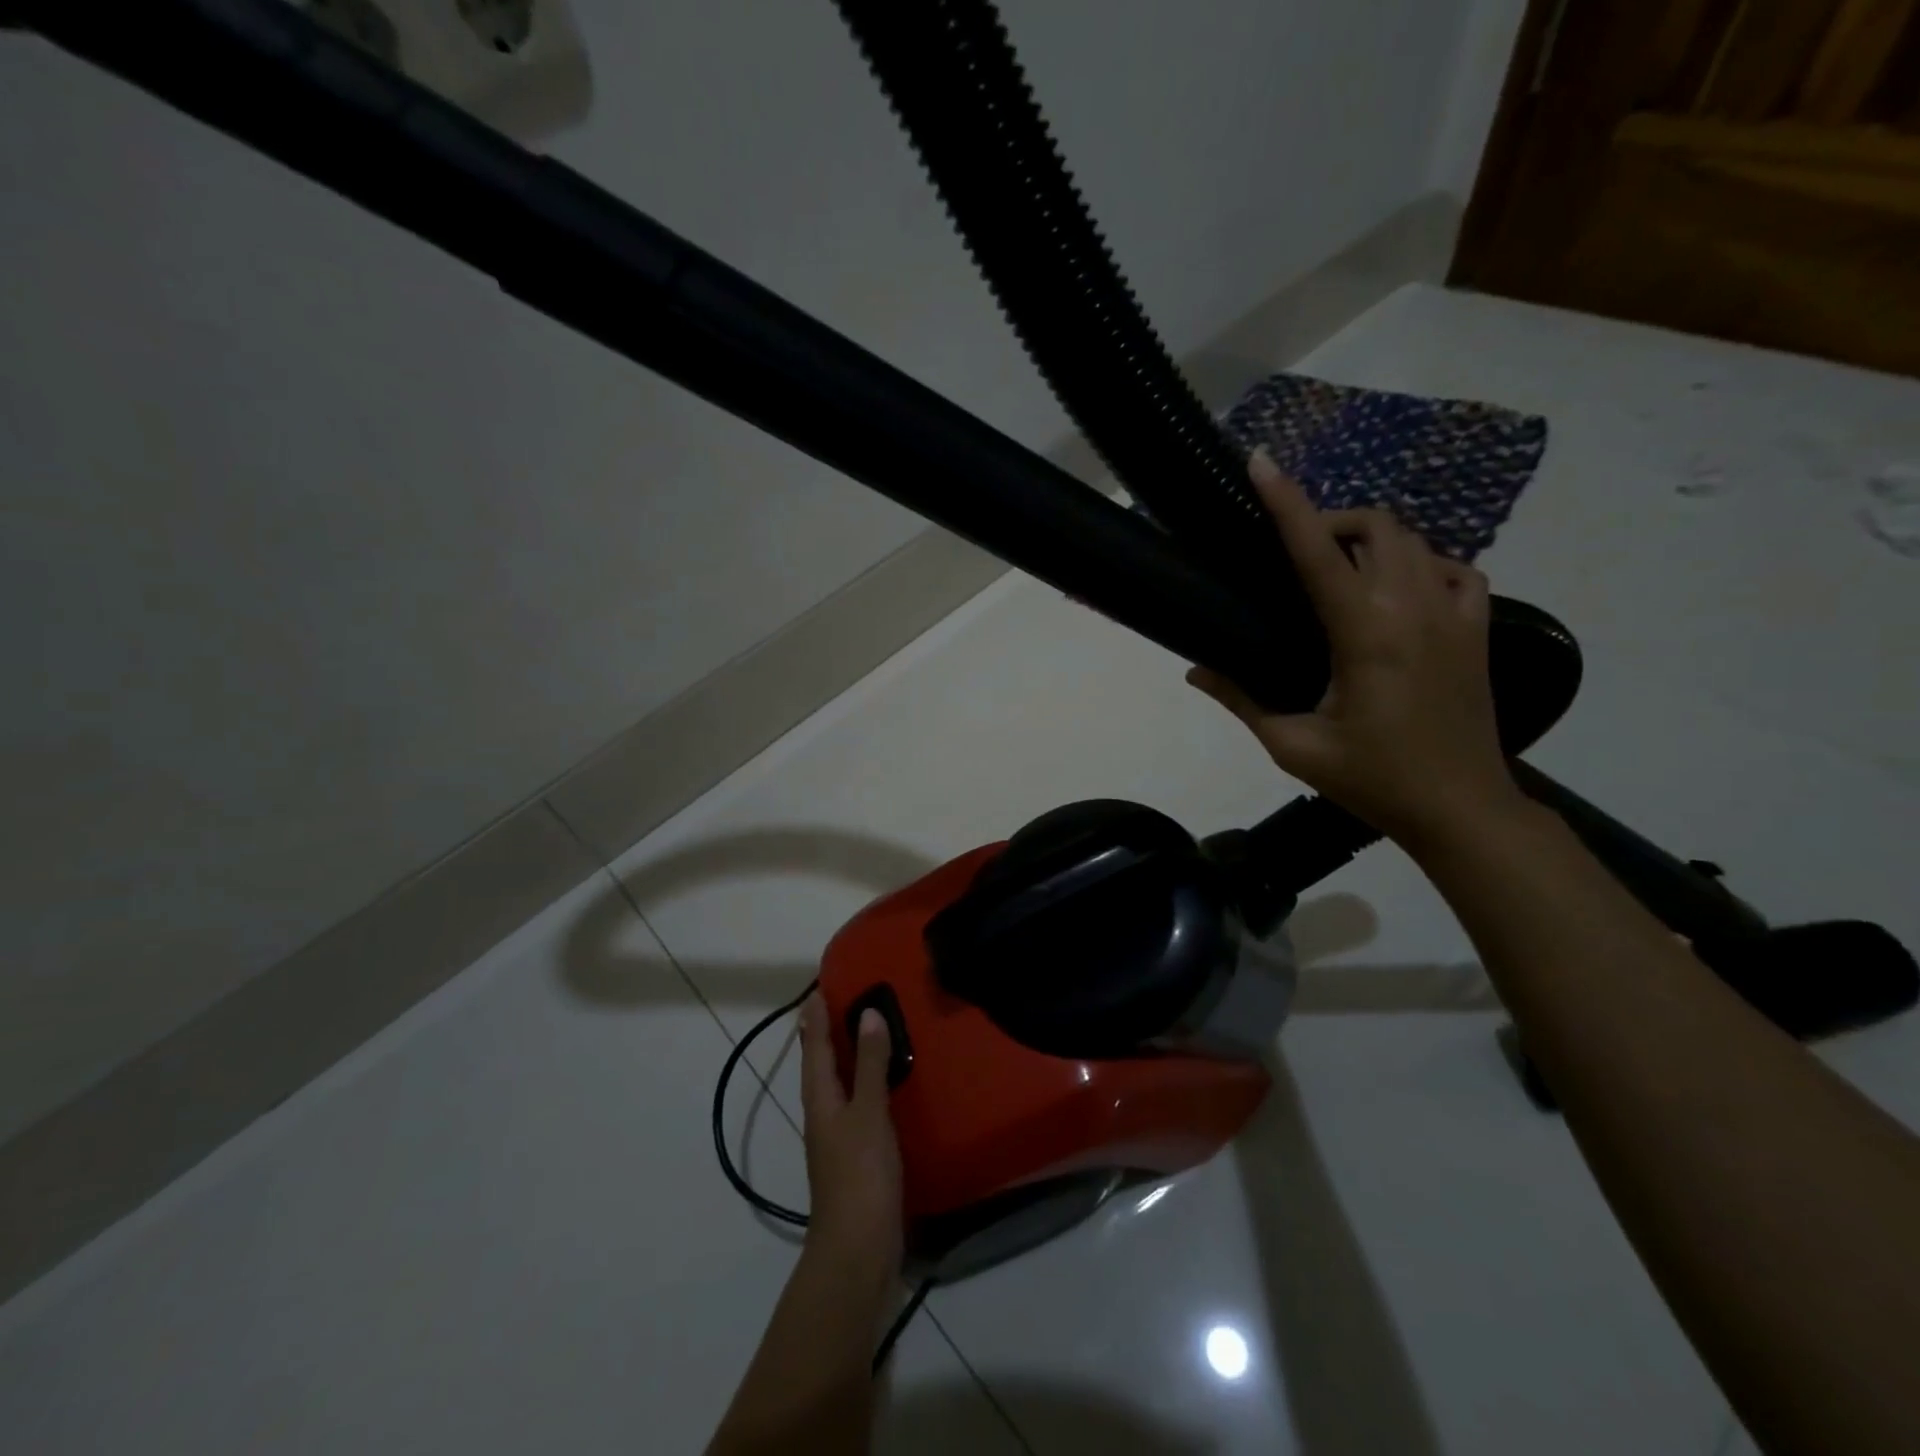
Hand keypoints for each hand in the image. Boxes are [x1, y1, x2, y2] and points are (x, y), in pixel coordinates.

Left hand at [798, 993, 903, 1285]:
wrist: (857, 1251)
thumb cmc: (860, 1175)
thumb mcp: (869, 1113)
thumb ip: (871, 1064)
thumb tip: (867, 1012)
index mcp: (821, 1099)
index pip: (814, 1047)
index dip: (815, 1018)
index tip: (817, 987)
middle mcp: (823, 1114)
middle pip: (820, 1065)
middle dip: (825, 1034)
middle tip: (839, 1001)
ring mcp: (837, 1138)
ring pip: (837, 1085)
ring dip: (845, 1058)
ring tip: (861, 1032)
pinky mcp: (855, 1157)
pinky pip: (856, 1105)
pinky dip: (863, 1084)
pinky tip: (883, 1085)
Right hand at [1188, 452, 1524, 846]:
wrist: (1461, 810)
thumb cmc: (1372, 780)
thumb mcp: (1293, 746)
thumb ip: (1242, 700)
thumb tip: (1195, 671)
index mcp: (1364, 634)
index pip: (1317, 552)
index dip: (1286, 503)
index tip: (1260, 463)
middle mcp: (1414, 609)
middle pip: (1376, 526)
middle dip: (1332, 520)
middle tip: (1299, 550)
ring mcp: (1456, 615)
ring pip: (1417, 540)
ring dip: (1373, 539)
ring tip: (1341, 569)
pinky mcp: (1478, 630)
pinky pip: (1456, 569)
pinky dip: (1423, 564)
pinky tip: (1401, 591)